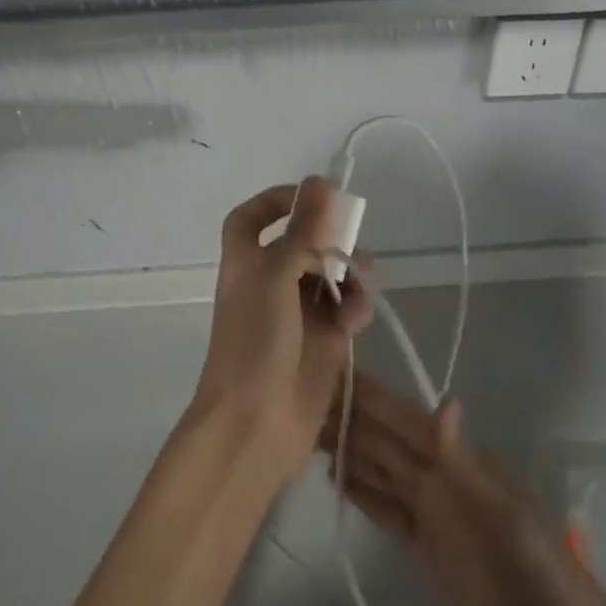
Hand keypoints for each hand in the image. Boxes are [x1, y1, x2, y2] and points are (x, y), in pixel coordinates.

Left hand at [194, 177, 374, 478]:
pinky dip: (356, 308)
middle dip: (331, 240)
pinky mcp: (326, 340)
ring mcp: (300, 312)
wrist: (255, 423)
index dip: (275, 202)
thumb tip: (319, 181)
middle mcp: (272, 282)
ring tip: (358, 286)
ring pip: (333, 275)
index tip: (312, 197)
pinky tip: (355, 322)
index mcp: (246, 264)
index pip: (251, 220)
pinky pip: (348, 309)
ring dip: (350, 274)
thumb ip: (302, 232)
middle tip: (352, 244)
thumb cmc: (254, 343)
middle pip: (305, 244)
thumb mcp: (274, 278)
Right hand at [320, 375, 605, 605]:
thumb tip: (444, 400)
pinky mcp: (422, 546)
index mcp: (458, 460)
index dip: (370, 395)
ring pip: (379, 469)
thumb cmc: (536, 569)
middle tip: (298, 396)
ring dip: (347, 448)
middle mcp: (438, 476)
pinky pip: (384, 508)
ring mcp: (430, 511)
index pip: (403, 418)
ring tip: (304, 429)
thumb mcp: (502, 513)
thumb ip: (462, 462)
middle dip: (347, 417)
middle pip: (384, 440)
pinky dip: (360, 490)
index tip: (331, 368)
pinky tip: (334, 475)